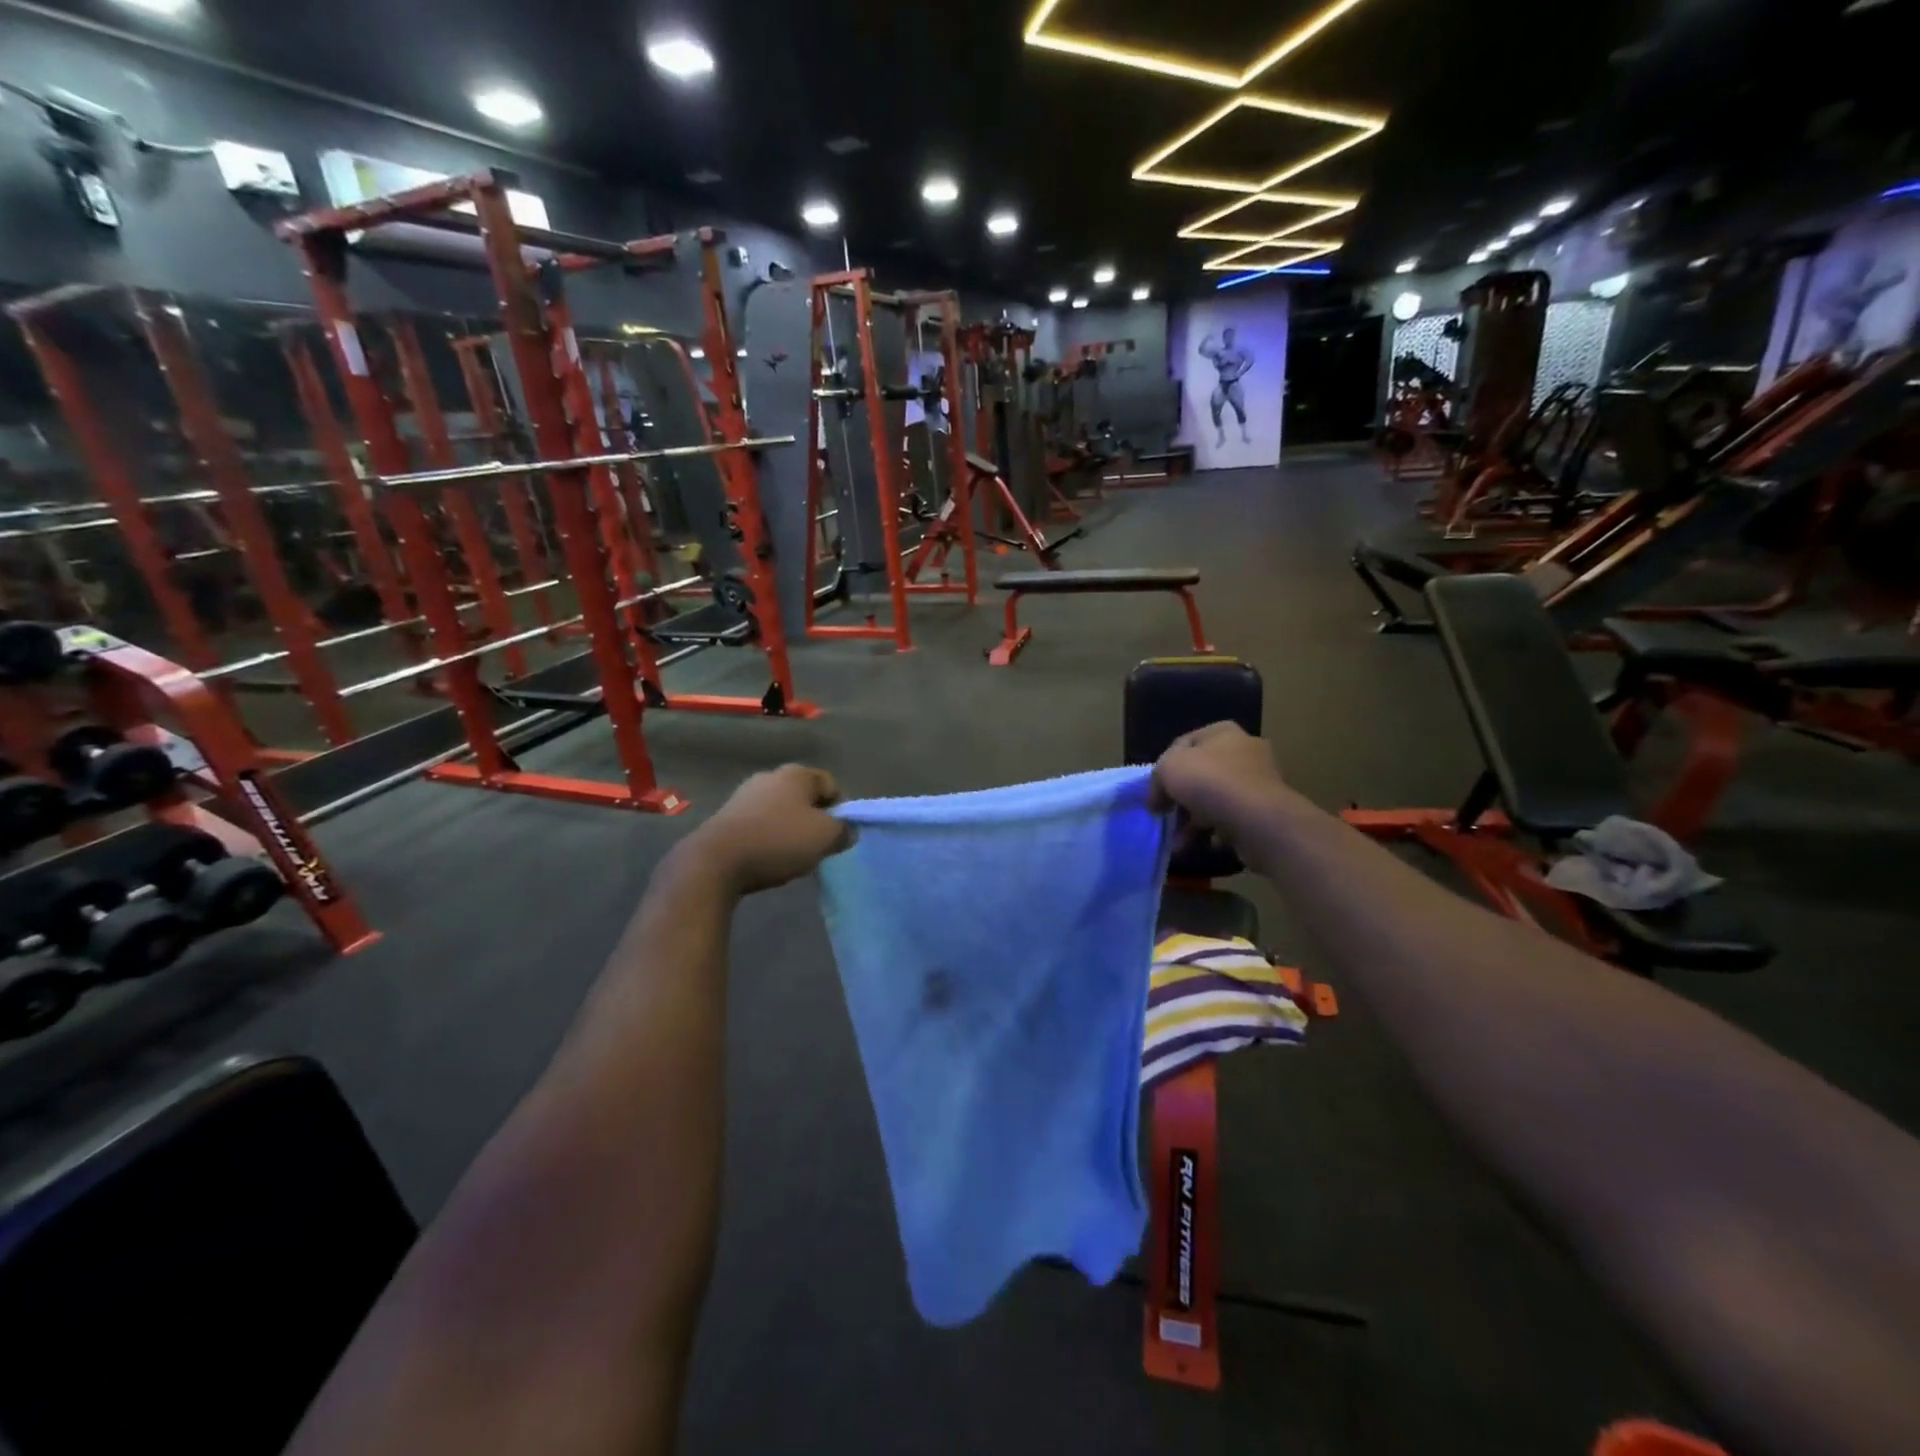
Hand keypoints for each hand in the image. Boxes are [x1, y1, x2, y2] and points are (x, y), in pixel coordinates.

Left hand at [685, 765, 850, 894]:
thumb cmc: (778, 841)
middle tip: (818, 845)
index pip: (831, 785)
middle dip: (814, 819)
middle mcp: (770, 776)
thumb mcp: (825, 838)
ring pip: (781, 810)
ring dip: (790, 829)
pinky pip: (759, 823)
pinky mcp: (726, 815)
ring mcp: (744, 794)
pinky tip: (767, 856)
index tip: (840, 834)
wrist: (715, 862)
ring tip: (792, 855)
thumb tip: (847, 831)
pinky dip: (768, 836)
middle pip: (804, 796)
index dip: (842, 809)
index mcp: (796, 774)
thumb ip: (843, 831)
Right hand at [1150, 722, 1288, 839]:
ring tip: (1178, 843)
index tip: (1153, 794)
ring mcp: (1258, 781)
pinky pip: (1233, 818)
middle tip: (1165, 817)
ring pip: (1215, 799)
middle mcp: (1244, 751)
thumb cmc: (1210, 782)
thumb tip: (1157, 801)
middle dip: (1179, 799)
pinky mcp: (1266, 810)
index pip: (1183, 745)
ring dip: (1193, 821)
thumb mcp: (1168, 770)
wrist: (1259, 820)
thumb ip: (1156, 779)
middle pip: (1200, 773)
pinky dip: (1217, 831)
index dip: (1163, 768)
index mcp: (1222, 732)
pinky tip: (1206, 844)